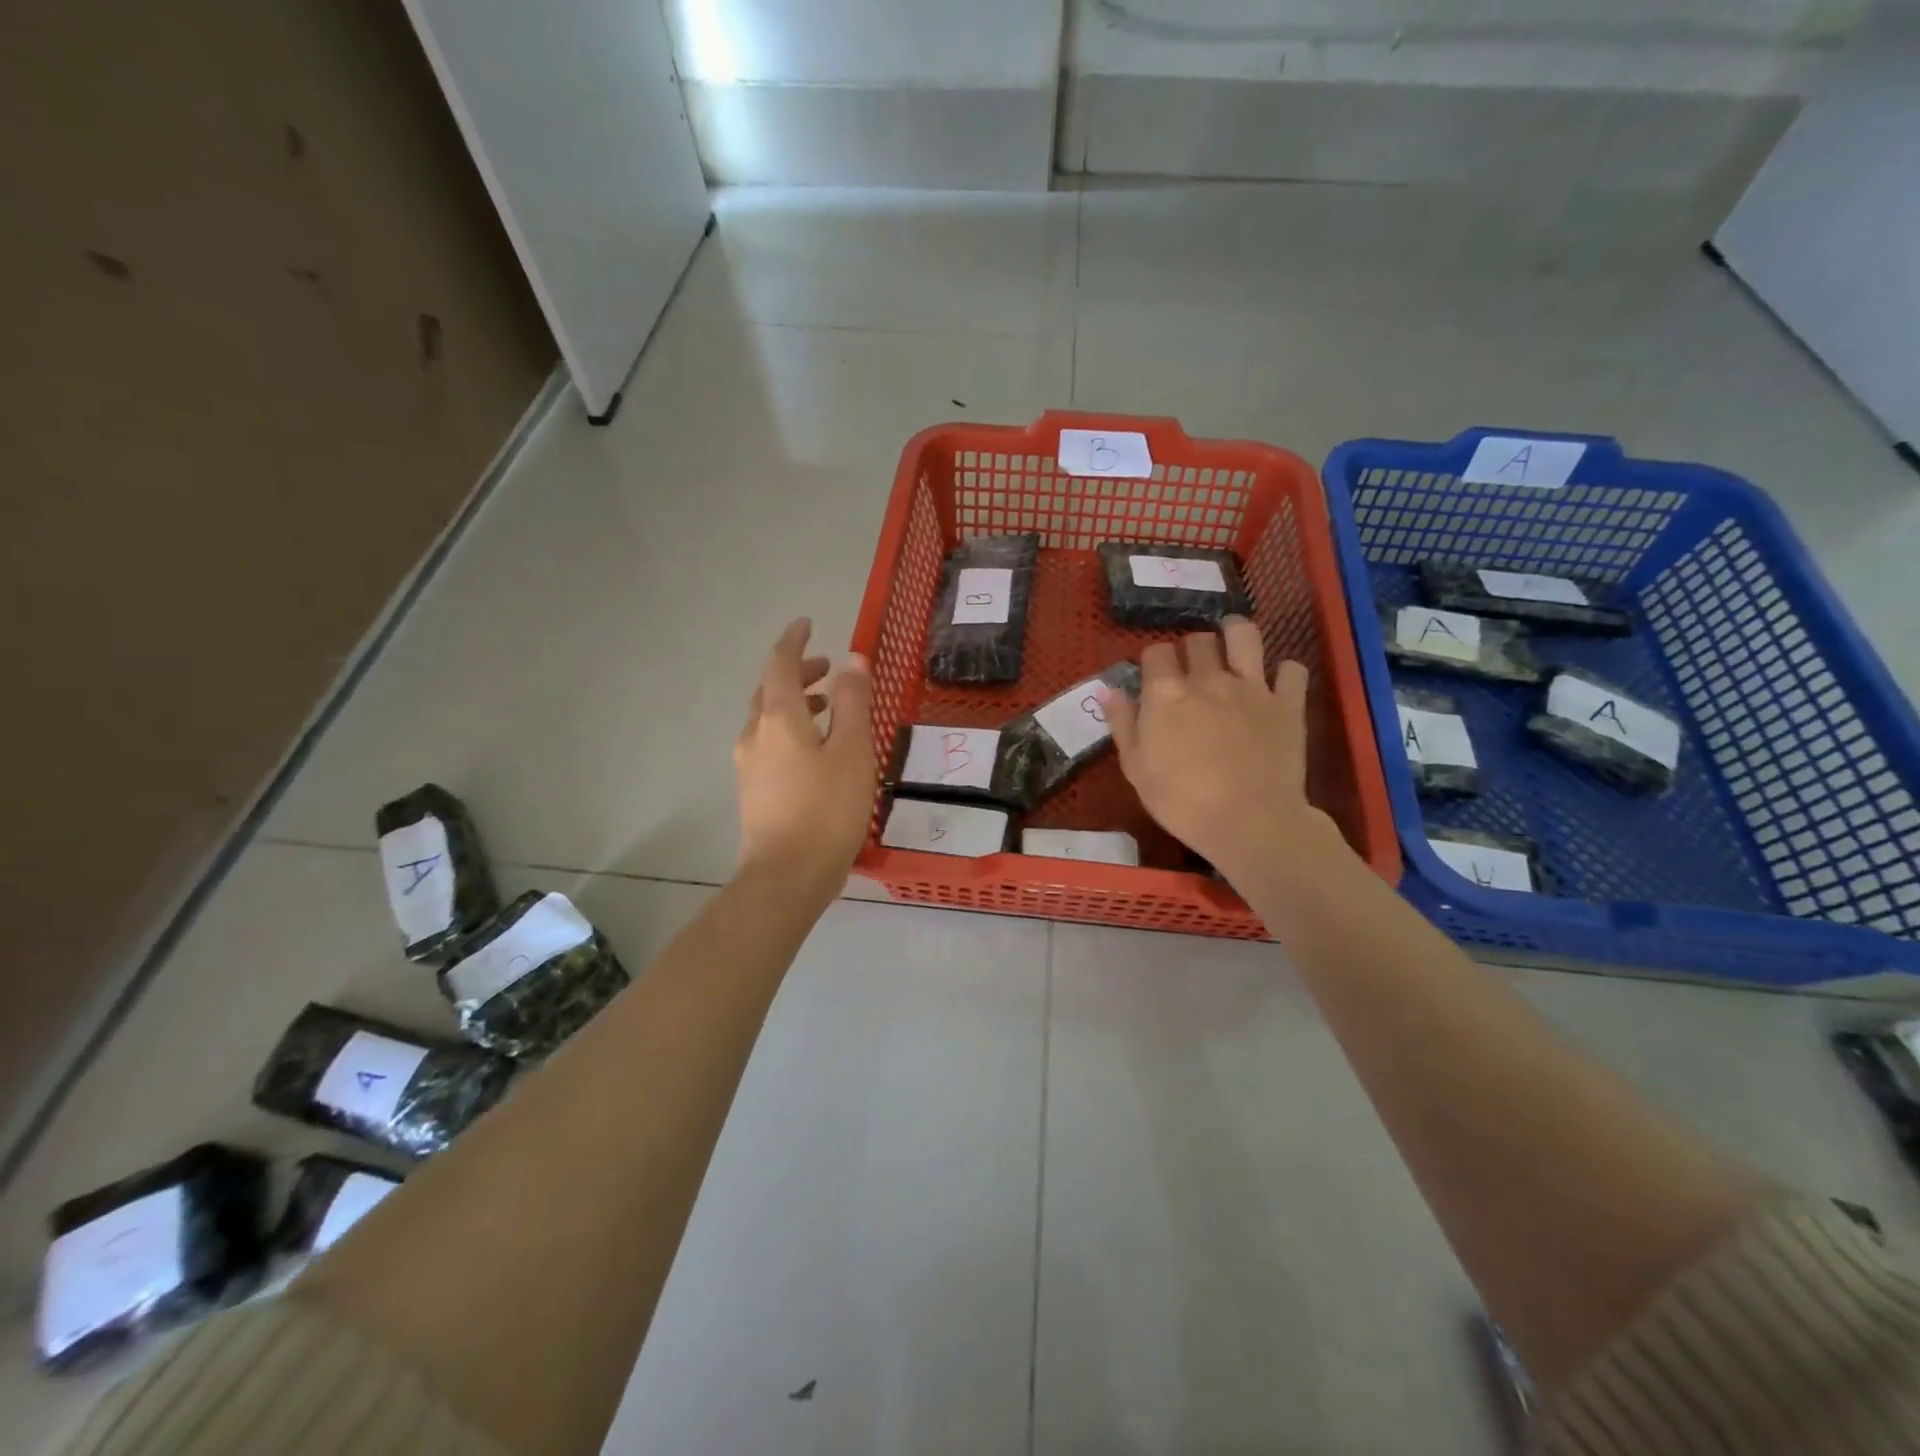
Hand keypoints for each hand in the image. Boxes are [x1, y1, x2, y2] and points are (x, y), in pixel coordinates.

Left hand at [734, 619, 875, 895]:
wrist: (787, 877)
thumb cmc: (827, 810)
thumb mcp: (852, 751)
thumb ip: (853, 702)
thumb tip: (853, 660)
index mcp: (778, 718)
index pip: (780, 664)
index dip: (794, 641)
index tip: (808, 624)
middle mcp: (755, 734)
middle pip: (771, 690)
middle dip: (798, 674)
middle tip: (829, 670)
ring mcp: (749, 764)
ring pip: (769, 719)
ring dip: (797, 704)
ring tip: (830, 708)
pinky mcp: (754, 790)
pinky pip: (770, 744)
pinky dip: (792, 730)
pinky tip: (817, 750)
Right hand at [1106, 616, 1347, 889]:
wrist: (1248, 822)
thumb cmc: (1180, 801)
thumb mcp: (1135, 768)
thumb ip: (1123, 723)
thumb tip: (1110, 690)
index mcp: (1166, 693)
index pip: (1155, 652)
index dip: (1153, 660)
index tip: (1154, 676)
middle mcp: (1208, 679)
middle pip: (1198, 640)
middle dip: (1191, 647)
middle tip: (1191, 667)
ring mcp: (1252, 688)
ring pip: (1245, 636)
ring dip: (1236, 632)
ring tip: (1232, 640)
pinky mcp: (1287, 704)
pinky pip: (1292, 670)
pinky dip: (1284, 671)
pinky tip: (1276, 681)